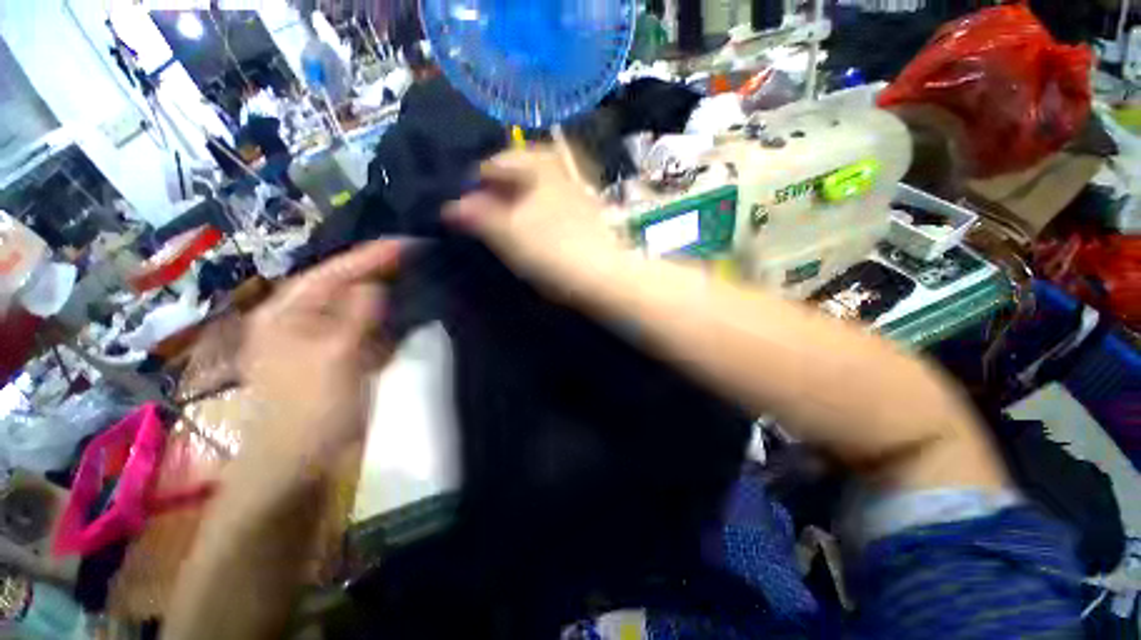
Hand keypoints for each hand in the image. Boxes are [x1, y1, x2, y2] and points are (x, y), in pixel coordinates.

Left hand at [236, 240, 403, 487]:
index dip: (373, 256)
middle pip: (349, 288)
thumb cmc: (309, 410)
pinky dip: (391, 325)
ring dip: (391, 299)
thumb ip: (357, 315)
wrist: (296, 469)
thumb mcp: (335, 357)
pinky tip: (414, 317)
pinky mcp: (343, 361)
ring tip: (424, 282)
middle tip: (422, 261)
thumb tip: (375, 284)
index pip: (336, 271)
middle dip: (384, 275)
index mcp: (289, 312)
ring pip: (362, 311)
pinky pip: (370, 334)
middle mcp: (304, 321)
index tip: (410, 243)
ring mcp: (324, 342)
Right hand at [444, 147, 626, 296]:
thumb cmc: (551, 249)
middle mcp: (560, 174)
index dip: (476, 180)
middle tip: (481, 215)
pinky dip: (538, 221)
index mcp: (539, 167)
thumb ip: (475, 216)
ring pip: (539, 195)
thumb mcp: (505, 232)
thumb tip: (451, 207)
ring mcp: (578, 198)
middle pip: (521, 176)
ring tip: (503, 229)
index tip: (463, 203)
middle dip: (498, 193)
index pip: (498, 161)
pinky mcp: (588, 222)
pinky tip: (532, 239)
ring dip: (518, 207)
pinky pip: (554, 214)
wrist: (604, 278)